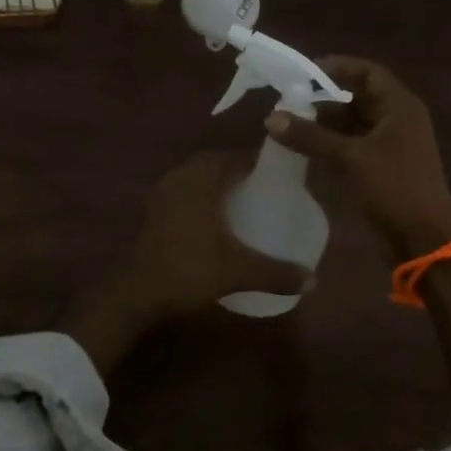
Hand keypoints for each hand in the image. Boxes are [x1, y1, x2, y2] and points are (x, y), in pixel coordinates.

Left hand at [62, 151, 311, 373]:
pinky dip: (203, 194)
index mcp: (204, 178)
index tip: (284, 176)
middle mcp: (183, 175)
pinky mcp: (155, 207)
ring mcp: (165, 190)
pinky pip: (186, 188)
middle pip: (218, 162)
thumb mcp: (238, 271)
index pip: (239, 157)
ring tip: (246, 201)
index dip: (262, 163)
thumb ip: (277, 273)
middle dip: (242, 171)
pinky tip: (217, 218)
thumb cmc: (189, 270)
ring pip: (199, 175)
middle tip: (268, 189)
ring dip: (220, 182)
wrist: (136, 293)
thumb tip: (314, 279)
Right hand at [265, 56, 450, 258]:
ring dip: (325, 124)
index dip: (337, 67)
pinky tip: (304, 149)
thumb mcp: (350, 158)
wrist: (425, 240)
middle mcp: (397, 119)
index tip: (304, 72)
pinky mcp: (383, 168)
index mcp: (400, 106)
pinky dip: (331, 144)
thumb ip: (311, 136)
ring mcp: (391, 145)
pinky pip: (353, 146)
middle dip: (324, 99)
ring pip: (353, 124)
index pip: (367, 72)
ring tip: (290, 125)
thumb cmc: (394, 188)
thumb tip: (271, 118)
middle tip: (289, 101)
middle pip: (358, 97)